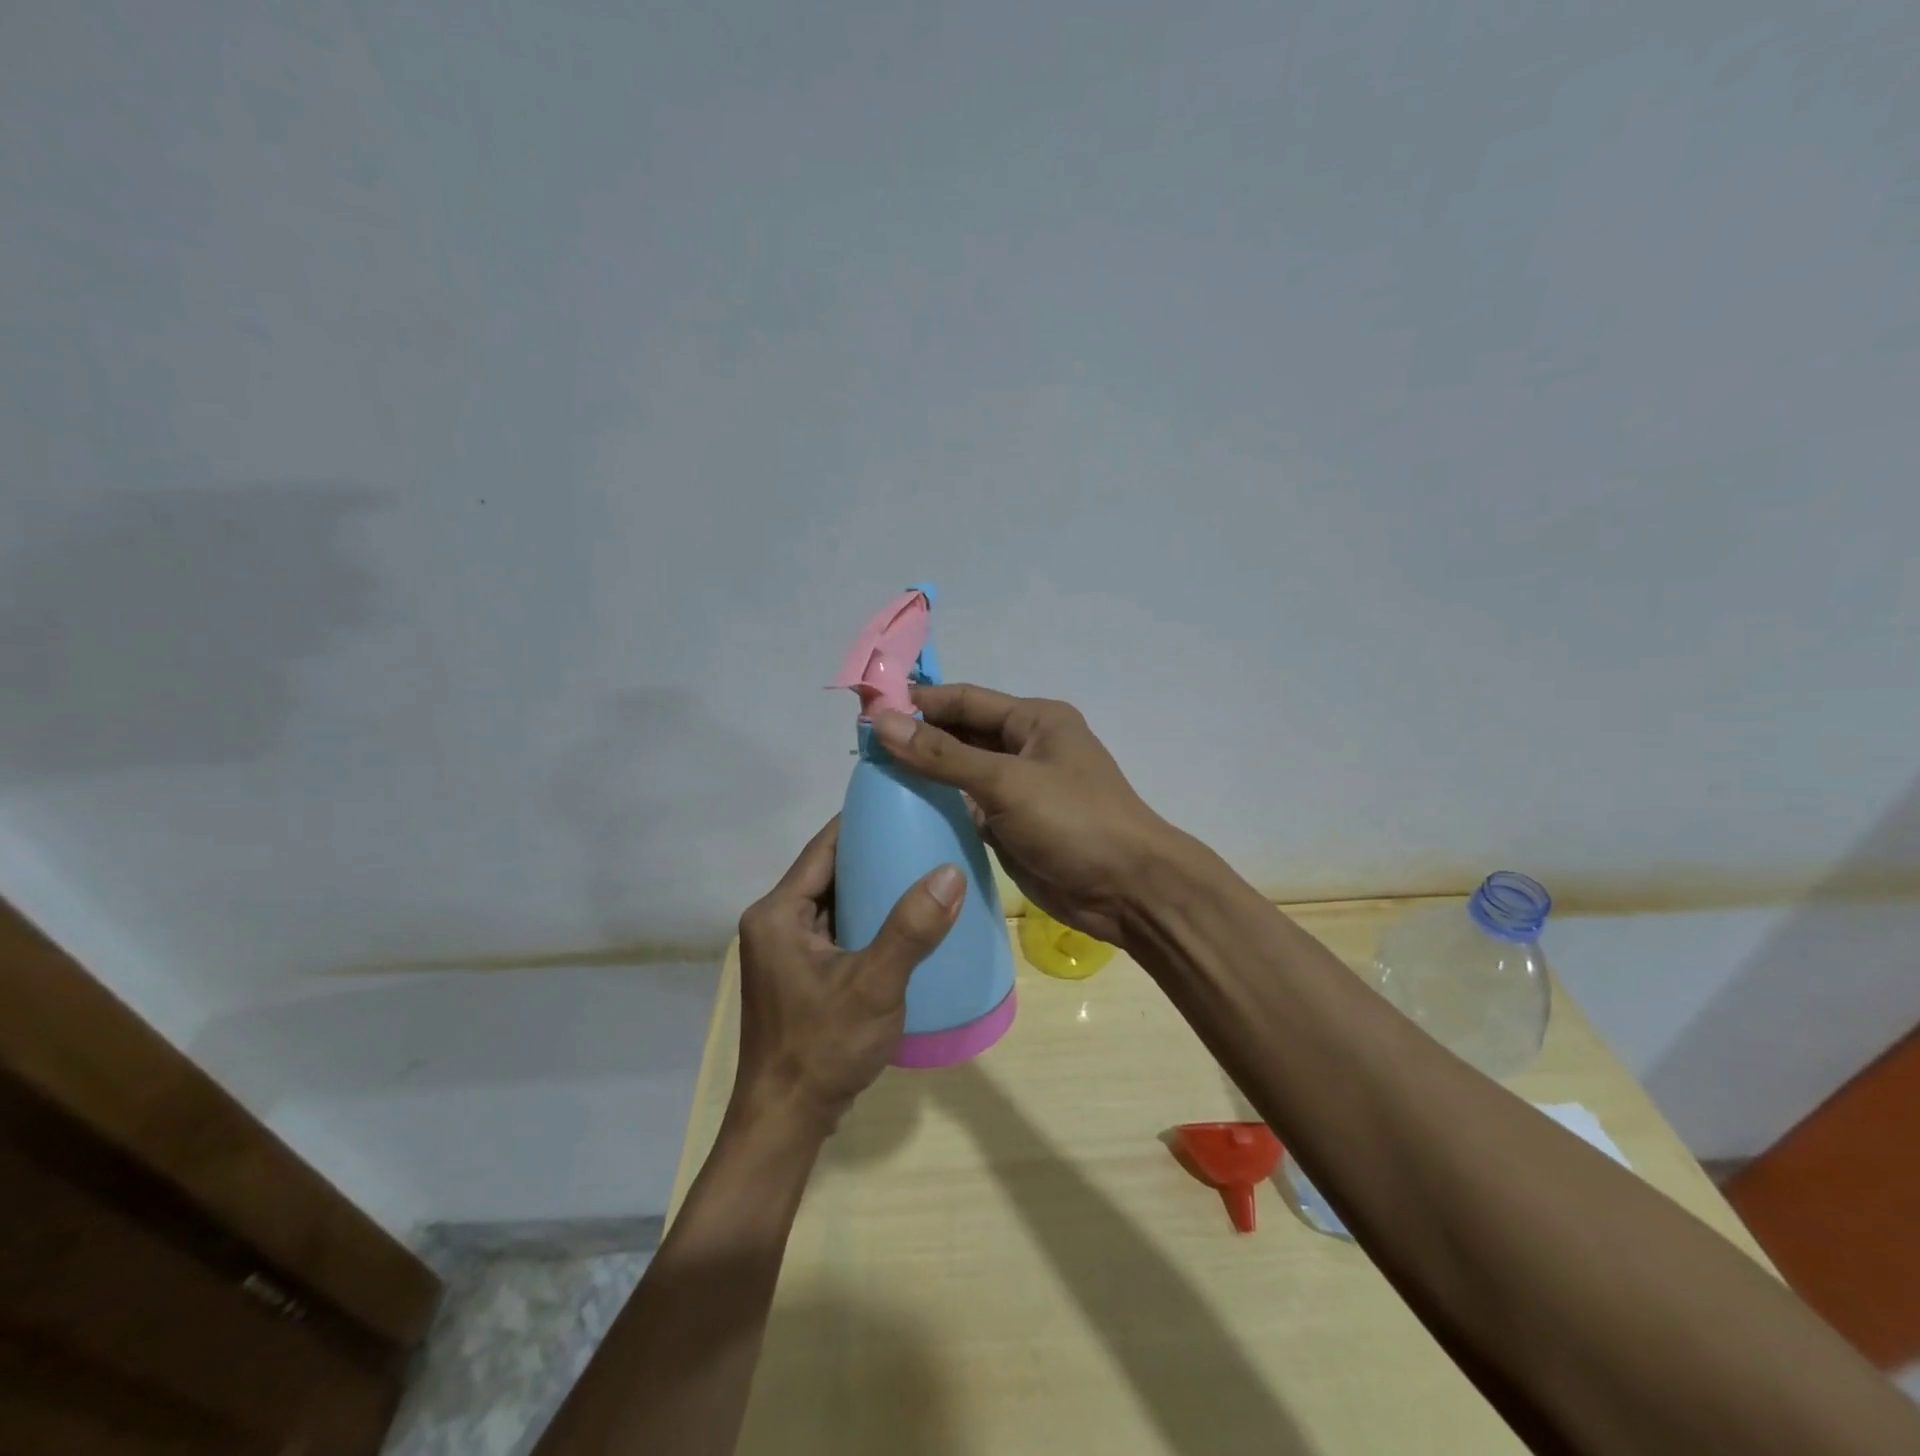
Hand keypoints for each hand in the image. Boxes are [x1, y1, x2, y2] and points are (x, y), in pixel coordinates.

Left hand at [733, 818, 964, 1134]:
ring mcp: (784, 951)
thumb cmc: (823, 1048)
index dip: (861, 820)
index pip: (823, 847)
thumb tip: (950, 871)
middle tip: (923, 834)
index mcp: (778, 913)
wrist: (786, 1122)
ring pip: (833, 902)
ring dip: (870, 886)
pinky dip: (865, 918)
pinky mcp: (799, 974)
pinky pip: (835, 929)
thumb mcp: (874, 985)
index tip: (904, 802)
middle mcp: (774, 923)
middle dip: (872, 852)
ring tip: (921, 868)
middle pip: (828, 872)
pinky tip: (903, 919)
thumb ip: (911, 929)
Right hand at [873, 684, 1174, 947]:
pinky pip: (968, 809)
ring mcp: (1020, 789)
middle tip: (861, 750)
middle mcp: (1026, 747)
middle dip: (917, 738)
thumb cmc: (1074, 822)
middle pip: (961, 734)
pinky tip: (903, 813)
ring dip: (925, 775)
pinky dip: (940, 809)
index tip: (867, 709)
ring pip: (962, 773)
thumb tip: (882, 722)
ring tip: (872, 779)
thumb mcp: (1006, 782)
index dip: (918, 702)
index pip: (965, 700)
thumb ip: (943, 755)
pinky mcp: (1013, 826)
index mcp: (1035, 720)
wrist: (1128, 890)